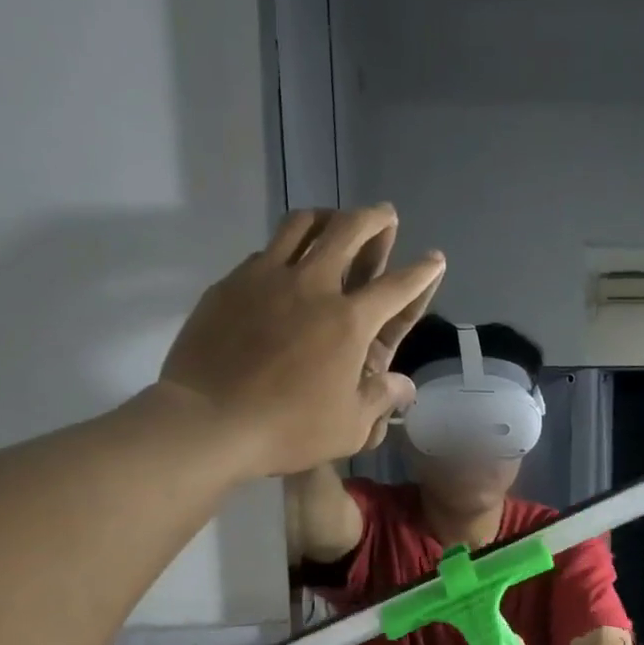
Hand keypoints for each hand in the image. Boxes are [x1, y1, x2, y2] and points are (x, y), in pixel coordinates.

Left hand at [160, 206, 443, 477]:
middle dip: (374, 219)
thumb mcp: (349, 428)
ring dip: (327, 216)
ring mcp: (267, 278)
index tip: (434, 259)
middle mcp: (313, 286)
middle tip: (385, 215)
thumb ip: (380, 400)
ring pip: (302, 225)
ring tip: (335, 219)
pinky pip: (265, 252)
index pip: (397, 287)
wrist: (209, 420)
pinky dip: (285, 248)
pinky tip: (284, 264)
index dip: (421, 272)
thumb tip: (404, 385)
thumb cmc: (288, 430)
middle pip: (350, 231)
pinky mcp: (231, 283)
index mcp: (350, 322)